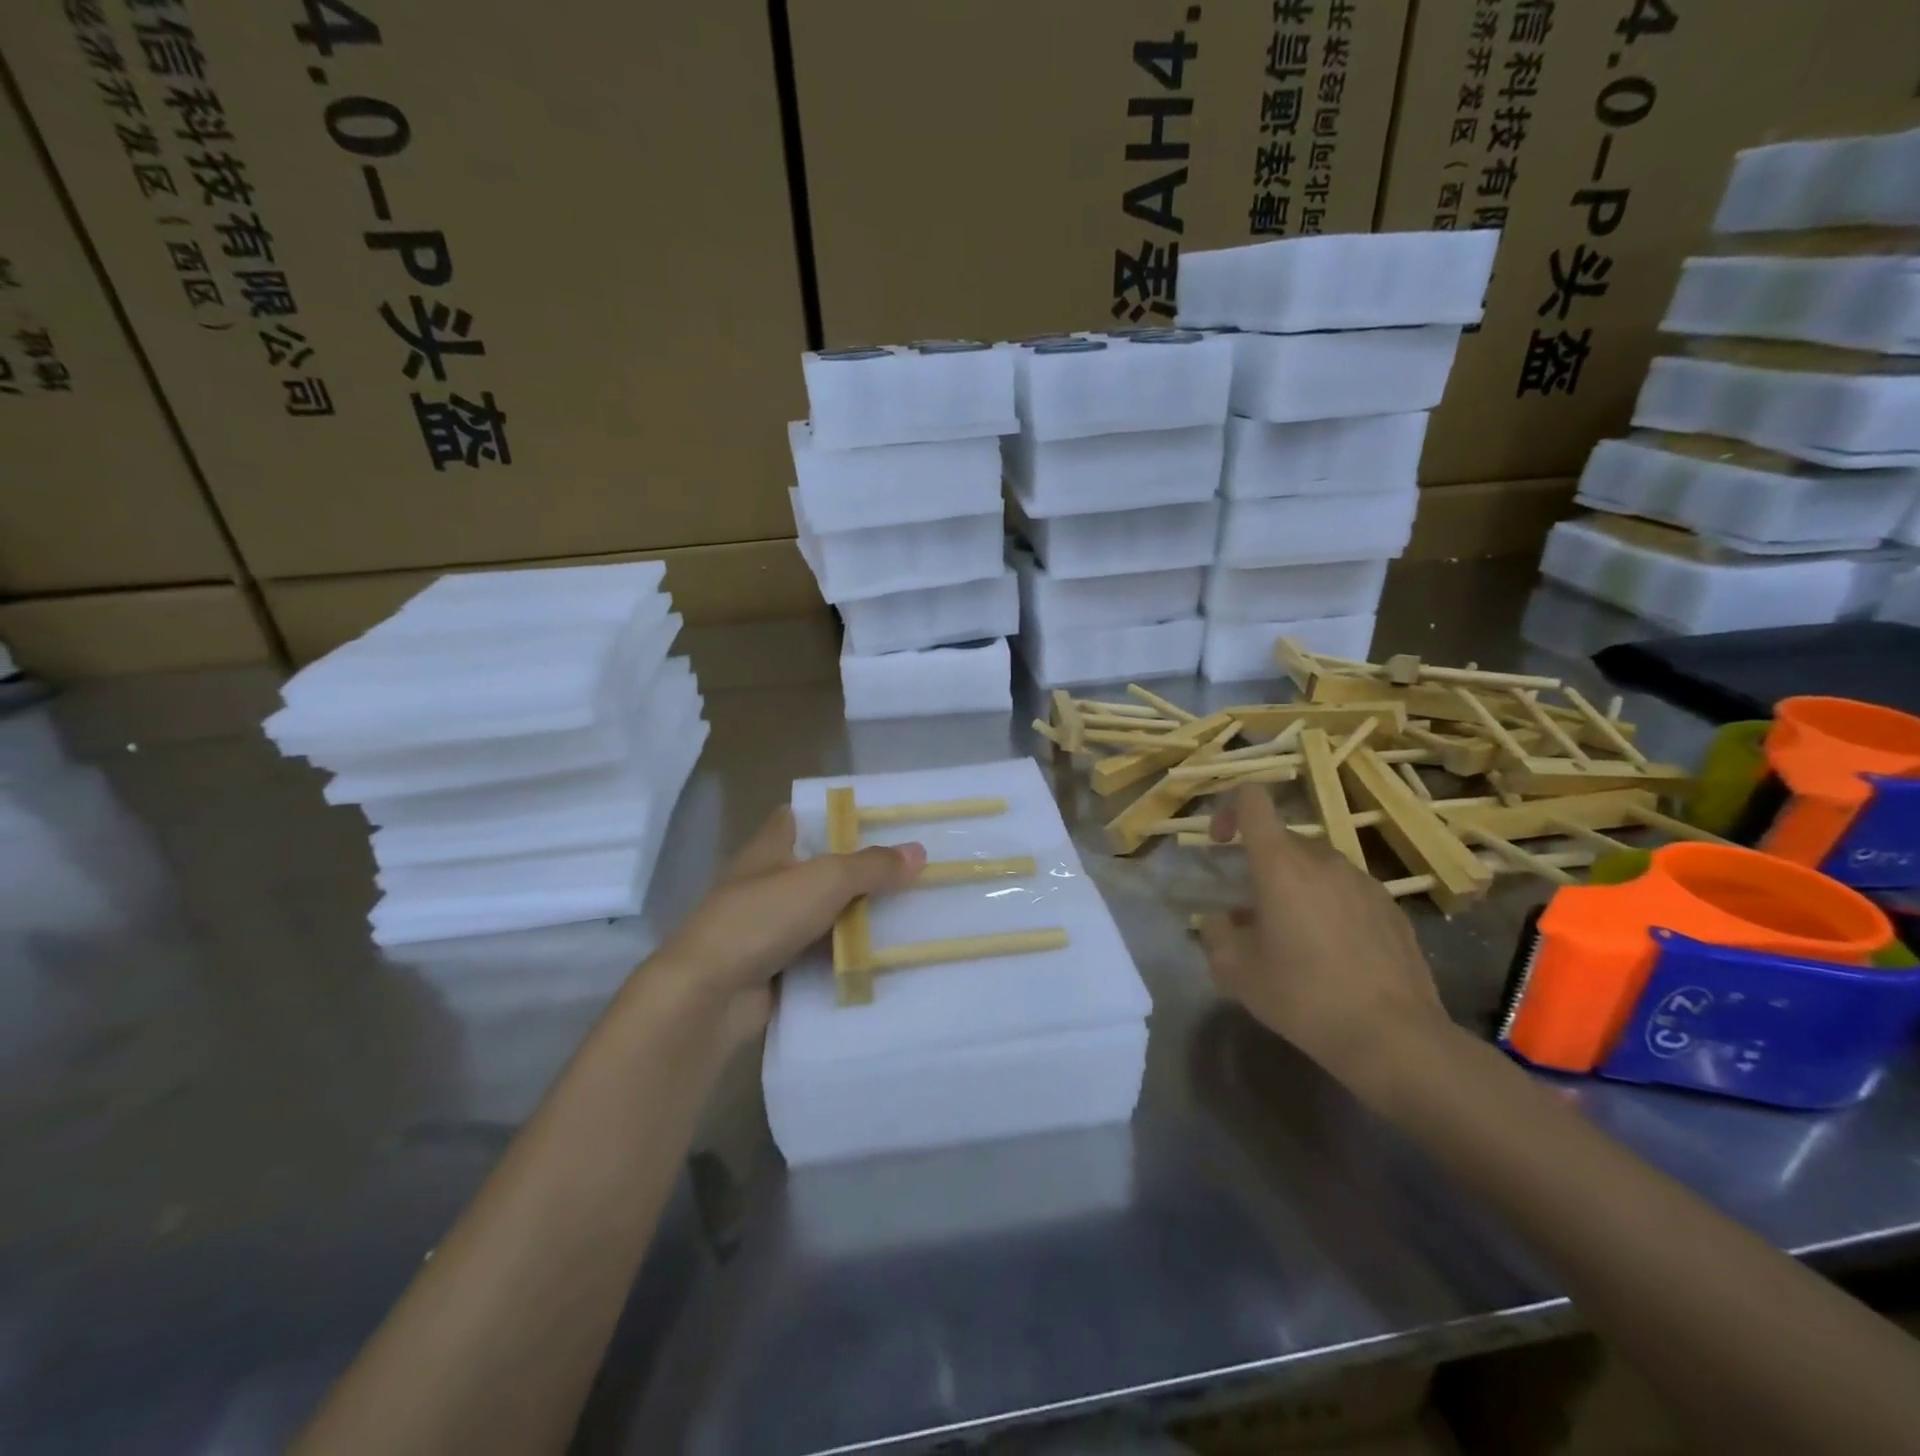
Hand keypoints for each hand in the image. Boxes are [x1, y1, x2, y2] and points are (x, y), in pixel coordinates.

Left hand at [651, 806, 925, 1046]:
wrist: (708, 996)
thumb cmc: (761, 919)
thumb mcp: (825, 880)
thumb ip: (872, 866)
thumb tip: (918, 852)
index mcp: (768, 849)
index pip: (796, 818)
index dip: (830, 815)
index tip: (874, 820)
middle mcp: (766, 883)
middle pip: (817, 868)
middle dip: (857, 870)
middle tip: (907, 871)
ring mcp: (767, 928)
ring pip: (821, 914)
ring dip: (854, 917)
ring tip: (908, 914)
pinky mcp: (774, 968)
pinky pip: (818, 955)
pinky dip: (842, 956)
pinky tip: (880, 958)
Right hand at [1196, 786, 1449, 1092]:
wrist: (1394, 1037)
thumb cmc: (1303, 996)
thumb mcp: (1237, 972)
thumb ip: (1215, 935)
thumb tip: (1219, 922)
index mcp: (1280, 864)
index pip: (1253, 801)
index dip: (1230, 810)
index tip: (1221, 844)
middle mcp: (1324, 860)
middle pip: (1284, 841)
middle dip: (1262, 868)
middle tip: (1254, 917)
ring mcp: (1364, 882)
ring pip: (1318, 868)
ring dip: (1298, 889)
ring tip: (1296, 939)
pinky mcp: (1392, 908)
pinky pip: (1348, 892)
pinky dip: (1331, 908)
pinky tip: (1335, 955)